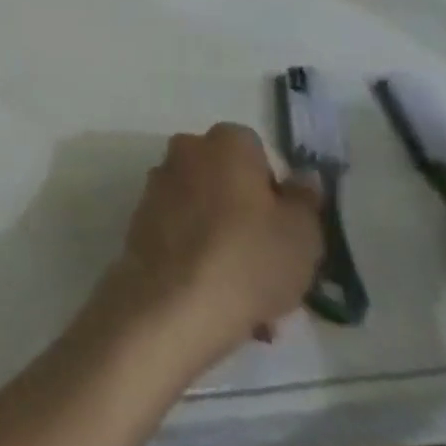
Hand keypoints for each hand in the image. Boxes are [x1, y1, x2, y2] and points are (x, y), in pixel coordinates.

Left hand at [102, 124, 321, 354]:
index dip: (274, 188)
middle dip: (250, 218)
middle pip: (227, 180)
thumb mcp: (302, 234)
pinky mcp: (141, 216)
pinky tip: (221, 300)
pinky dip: (201, 255)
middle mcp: (184, 151)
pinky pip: (183, 231)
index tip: (287, 227)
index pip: (255, 150)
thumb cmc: (248, 258)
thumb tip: (303, 176)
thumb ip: (304, 200)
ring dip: (228, 243)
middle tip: (273, 267)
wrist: (174, 300)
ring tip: (253, 302)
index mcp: (224, 143)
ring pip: (207, 211)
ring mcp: (158, 183)